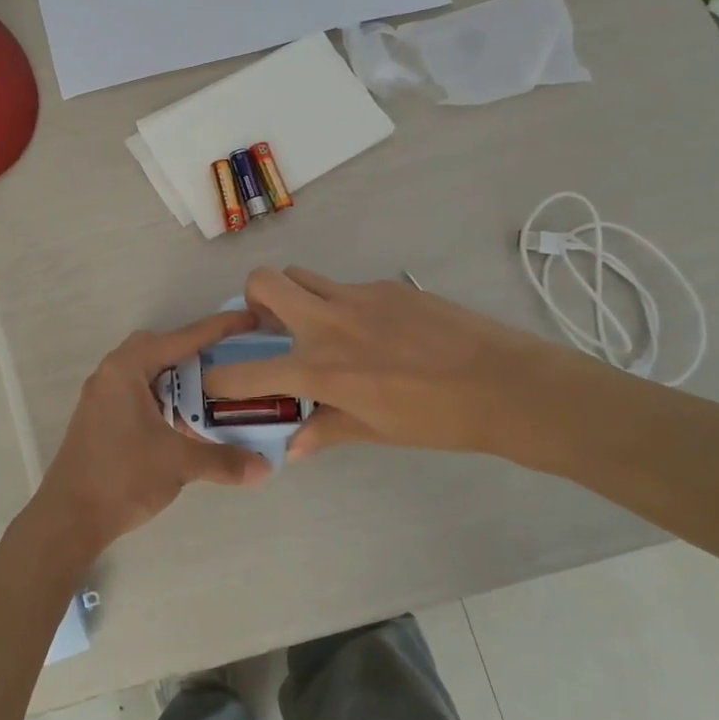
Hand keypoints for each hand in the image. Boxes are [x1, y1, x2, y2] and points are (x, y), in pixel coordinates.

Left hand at [23, 309, 273, 569]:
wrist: (69, 517)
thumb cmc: (122, 477)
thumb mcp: (178, 464)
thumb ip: (224, 460)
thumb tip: (265, 468)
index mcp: (127, 369)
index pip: (181, 339)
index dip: (219, 329)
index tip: (250, 319)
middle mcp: (111, 373)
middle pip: (160, 348)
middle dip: (194, 349)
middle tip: (227, 358)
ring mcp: (102, 396)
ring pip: (147, 370)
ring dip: (177, 375)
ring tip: (211, 386)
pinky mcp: (100, 417)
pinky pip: (137, 391)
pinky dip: (163, 395)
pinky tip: (183, 416)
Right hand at [202, 267, 574, 462]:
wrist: (505, 384)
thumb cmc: (437, 419)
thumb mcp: (377, 431)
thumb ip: (327, 429)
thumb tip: (294, 444)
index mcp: (321, 368)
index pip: (248, 371)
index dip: (220, 380)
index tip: (213, 382)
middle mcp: (329, 322)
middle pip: (263, 281)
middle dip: (253, 300)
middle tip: (271, 326)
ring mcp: (358, 296)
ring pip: (303, 275)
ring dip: (295, 295)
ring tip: (319, 325)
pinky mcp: (387, 286)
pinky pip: (346, 286)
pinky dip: (342, 304)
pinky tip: (375, 331)